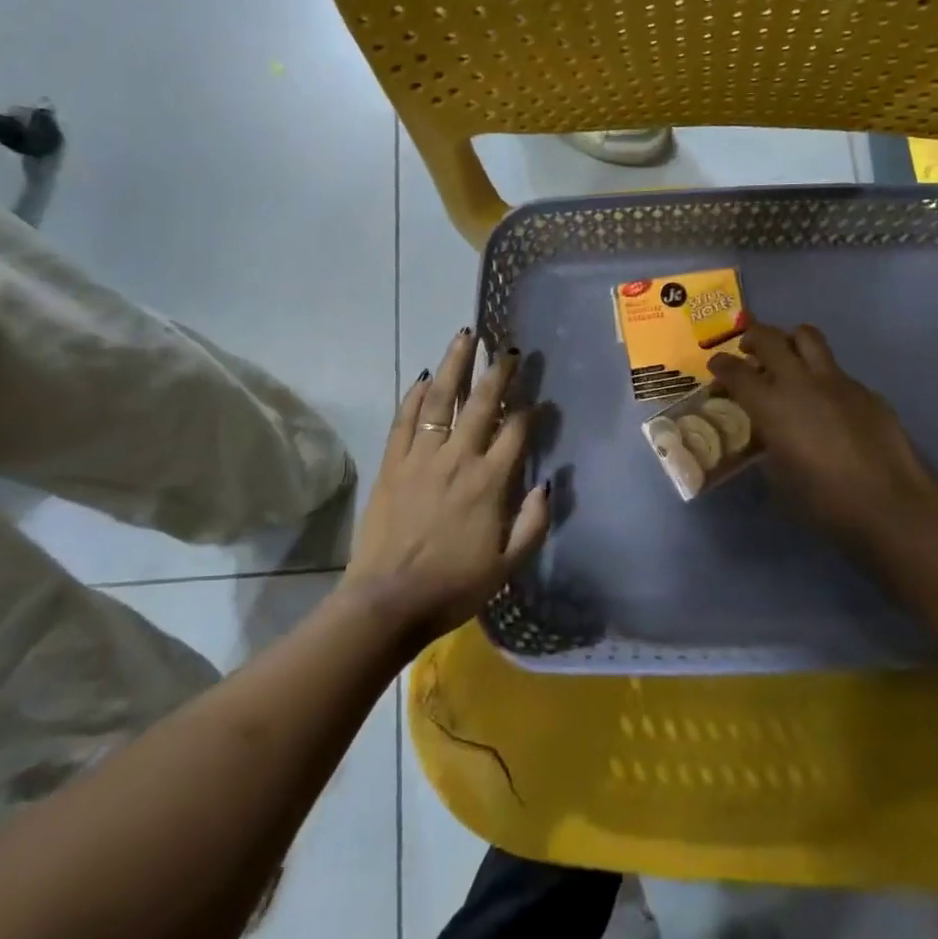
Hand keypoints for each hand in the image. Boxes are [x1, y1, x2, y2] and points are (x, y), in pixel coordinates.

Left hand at [341, 331, 549, 651]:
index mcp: (489, 483)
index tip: (539, 400)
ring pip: (440, 401)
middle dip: (498, 373)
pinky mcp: (391, 464)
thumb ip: (533, 523)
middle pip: (481, 404)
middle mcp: (457, 459)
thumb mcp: (508, 566)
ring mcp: (420, 458)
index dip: (531, 412)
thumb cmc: (453, 587)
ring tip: (465, 337)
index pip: (516, 432)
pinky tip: (424, 377)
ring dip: (454, 366)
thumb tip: (549, 483)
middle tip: (508, 349)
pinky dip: (414, 396)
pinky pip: (403, 420)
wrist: (388, 601)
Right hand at [709, 323, 937, 557]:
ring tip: (787, 359)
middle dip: (752, 338)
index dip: (720, 365)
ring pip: (808, 337)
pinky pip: (836, 370)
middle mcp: (800, 382)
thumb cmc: (824, 500)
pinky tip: (828, 404)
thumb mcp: (779, 474)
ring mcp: (837, 381)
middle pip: (769, 338)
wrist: (890, 504)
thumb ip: (767, 442)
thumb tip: (767, 431)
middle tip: (748, 352)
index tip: (716, 368)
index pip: (735, 370)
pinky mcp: (865, 390)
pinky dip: (822, 377)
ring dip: (790, 341)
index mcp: (771, 405)